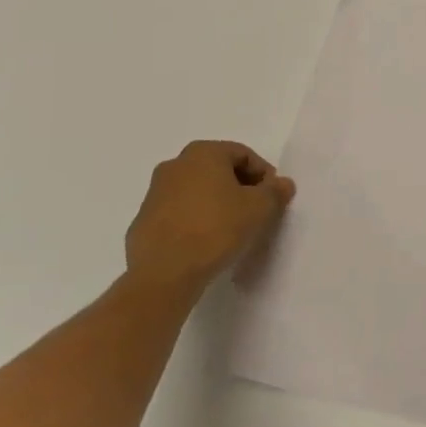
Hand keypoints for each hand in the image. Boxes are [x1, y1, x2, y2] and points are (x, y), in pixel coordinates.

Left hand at [126, 141, 295, 293]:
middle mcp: (175, 165)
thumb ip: (276, 191)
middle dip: (241, 187)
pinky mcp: (143, 221)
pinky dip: (197, 220)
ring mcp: (155, 193)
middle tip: (256, 211)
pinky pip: (180, 212)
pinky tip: (207, 242)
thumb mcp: (260, 208)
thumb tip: (282, 184)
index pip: (244, 154)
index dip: (264, 175)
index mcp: (203, 153)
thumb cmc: (216, 228)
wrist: (164, 273)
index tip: (273, 198)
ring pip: (198, 191)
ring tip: (233, 229)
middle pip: (219, 170)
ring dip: (218, 203)